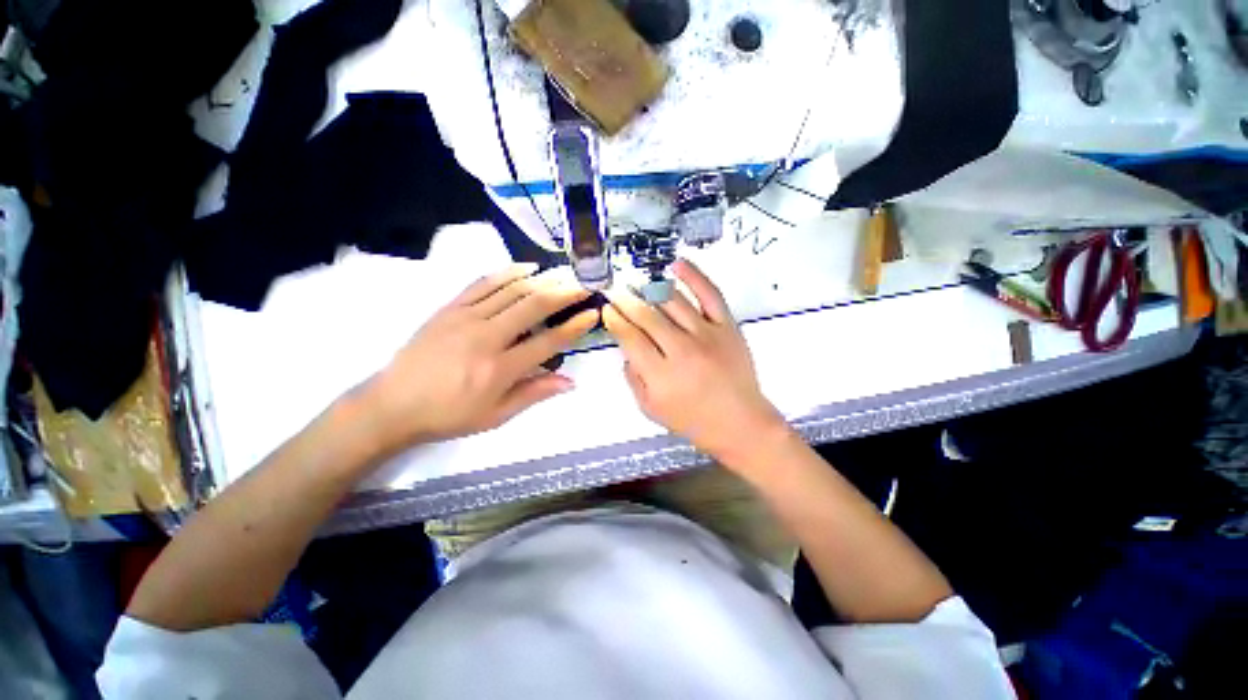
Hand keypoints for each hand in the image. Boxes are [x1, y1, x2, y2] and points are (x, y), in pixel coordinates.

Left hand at [355, 264, 597, 457]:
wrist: (392, 404)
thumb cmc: (448, 415)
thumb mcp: (495, 415)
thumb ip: (534, 394)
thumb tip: (570, 382)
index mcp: (499, 369)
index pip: (548, 342)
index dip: (574, 327)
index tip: (592, 313)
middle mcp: (486, 337)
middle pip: (533, 306)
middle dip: (564, 293)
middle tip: (585, 284)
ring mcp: (465, 318)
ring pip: (512, 290)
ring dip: (543, 279)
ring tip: (564, 273)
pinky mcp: (450, 308)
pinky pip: (483, 283)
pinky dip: (508, 272)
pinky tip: (526, 267)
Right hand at [602, 259, 787, 464]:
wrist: (740, 423)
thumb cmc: (692, 420)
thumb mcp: (650, 409)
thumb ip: (633, 378)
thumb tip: (626, 348)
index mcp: (660, 375)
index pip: (629, 337)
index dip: (614, 320)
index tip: (607, 309)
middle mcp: (682, 350)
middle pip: (646, 316)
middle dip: (625, 301)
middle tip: (615, 291)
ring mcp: (707, 334)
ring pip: (672, 301)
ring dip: (650, 288)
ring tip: (638, 283)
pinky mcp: (727, 326)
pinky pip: (710, 293)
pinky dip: (694, 275)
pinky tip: (677, 265)